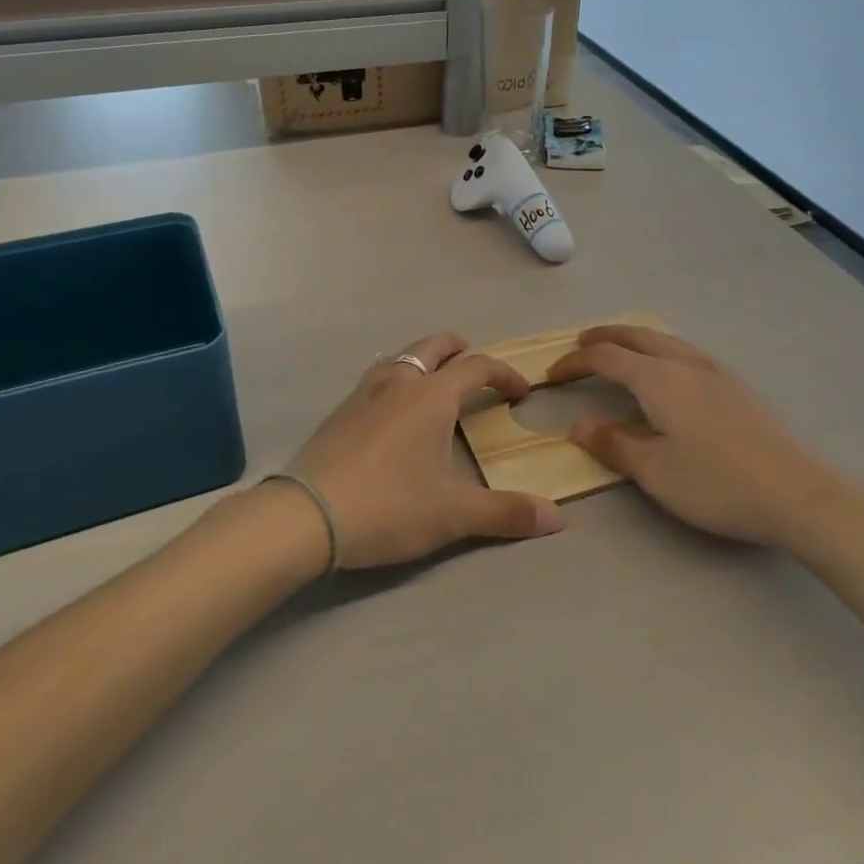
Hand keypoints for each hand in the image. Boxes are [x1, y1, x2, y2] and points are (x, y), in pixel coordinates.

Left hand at [283, 333, 566, 568]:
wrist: (306, 515)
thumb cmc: (389, 506)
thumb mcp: (453, 514)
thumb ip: (506, 512)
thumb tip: (557, 518)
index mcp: (432, 396)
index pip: (476, 367)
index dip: (504, 373)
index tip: (520, 392)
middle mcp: (399, 382)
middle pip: (433, 346)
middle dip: (459, 349)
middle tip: (474, 364)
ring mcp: (363, 393)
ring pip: (400, 357)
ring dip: (423, 360)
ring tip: (434, 383)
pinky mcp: (339, 411)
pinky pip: (376, 378)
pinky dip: (396, 379)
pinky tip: (391, 411)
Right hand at [546, 325, 825, 545]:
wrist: (799, 492)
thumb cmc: (717, 484)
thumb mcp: (655, 471)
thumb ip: (613, 444)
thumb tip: (580, 424)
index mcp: (659, 379)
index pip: (606, 358)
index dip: (575, 363)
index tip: (552, 376)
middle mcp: (685, 363)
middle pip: (637, 336)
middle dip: (605, 337)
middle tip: (581, 344)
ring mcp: (716, 371)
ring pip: (665, 340)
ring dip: (635, 340)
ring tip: (620, 351)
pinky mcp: (738, 385)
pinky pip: (686, 352)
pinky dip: (661, 350)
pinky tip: (669, 373)